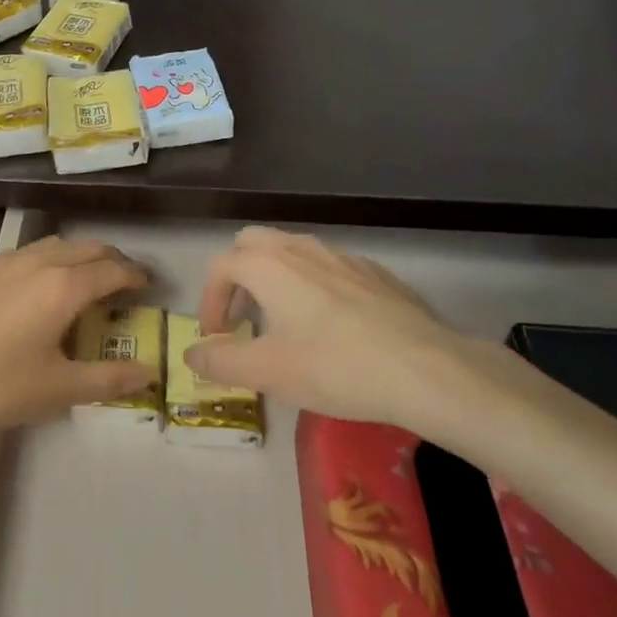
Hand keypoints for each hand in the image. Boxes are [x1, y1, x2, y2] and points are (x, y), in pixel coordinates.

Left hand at [0, 236, 156, 436]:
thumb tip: (147, 374)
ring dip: (76, 256)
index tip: (147, 285)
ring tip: (81, 278)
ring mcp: (3, 262)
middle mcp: (38, 262)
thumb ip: (108, 380)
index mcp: (64, 287)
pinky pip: (22, 255)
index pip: (112, 270)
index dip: (135, 276)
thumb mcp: (58, 390)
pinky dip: (43, 261)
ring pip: (52, 245)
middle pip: (86, 248)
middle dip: (110, 260)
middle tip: (122, 280)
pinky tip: (32, 287)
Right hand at [185, 227, 507, 451]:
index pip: (221, 268)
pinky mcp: (372, 271)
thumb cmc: (335, 366)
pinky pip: (327, 266)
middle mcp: (299, 248)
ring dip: (274, 278)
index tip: (216, 338)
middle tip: (243, 318)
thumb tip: (192, 352)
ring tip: (283, 322)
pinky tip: (331, 325)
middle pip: (252, 243)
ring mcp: (340, 255)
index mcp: (268, 265)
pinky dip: (312, 285)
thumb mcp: (269, 372)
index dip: (209, 301)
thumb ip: (222, 360)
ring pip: (292, 250)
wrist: (424, 367)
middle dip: (237, 276)